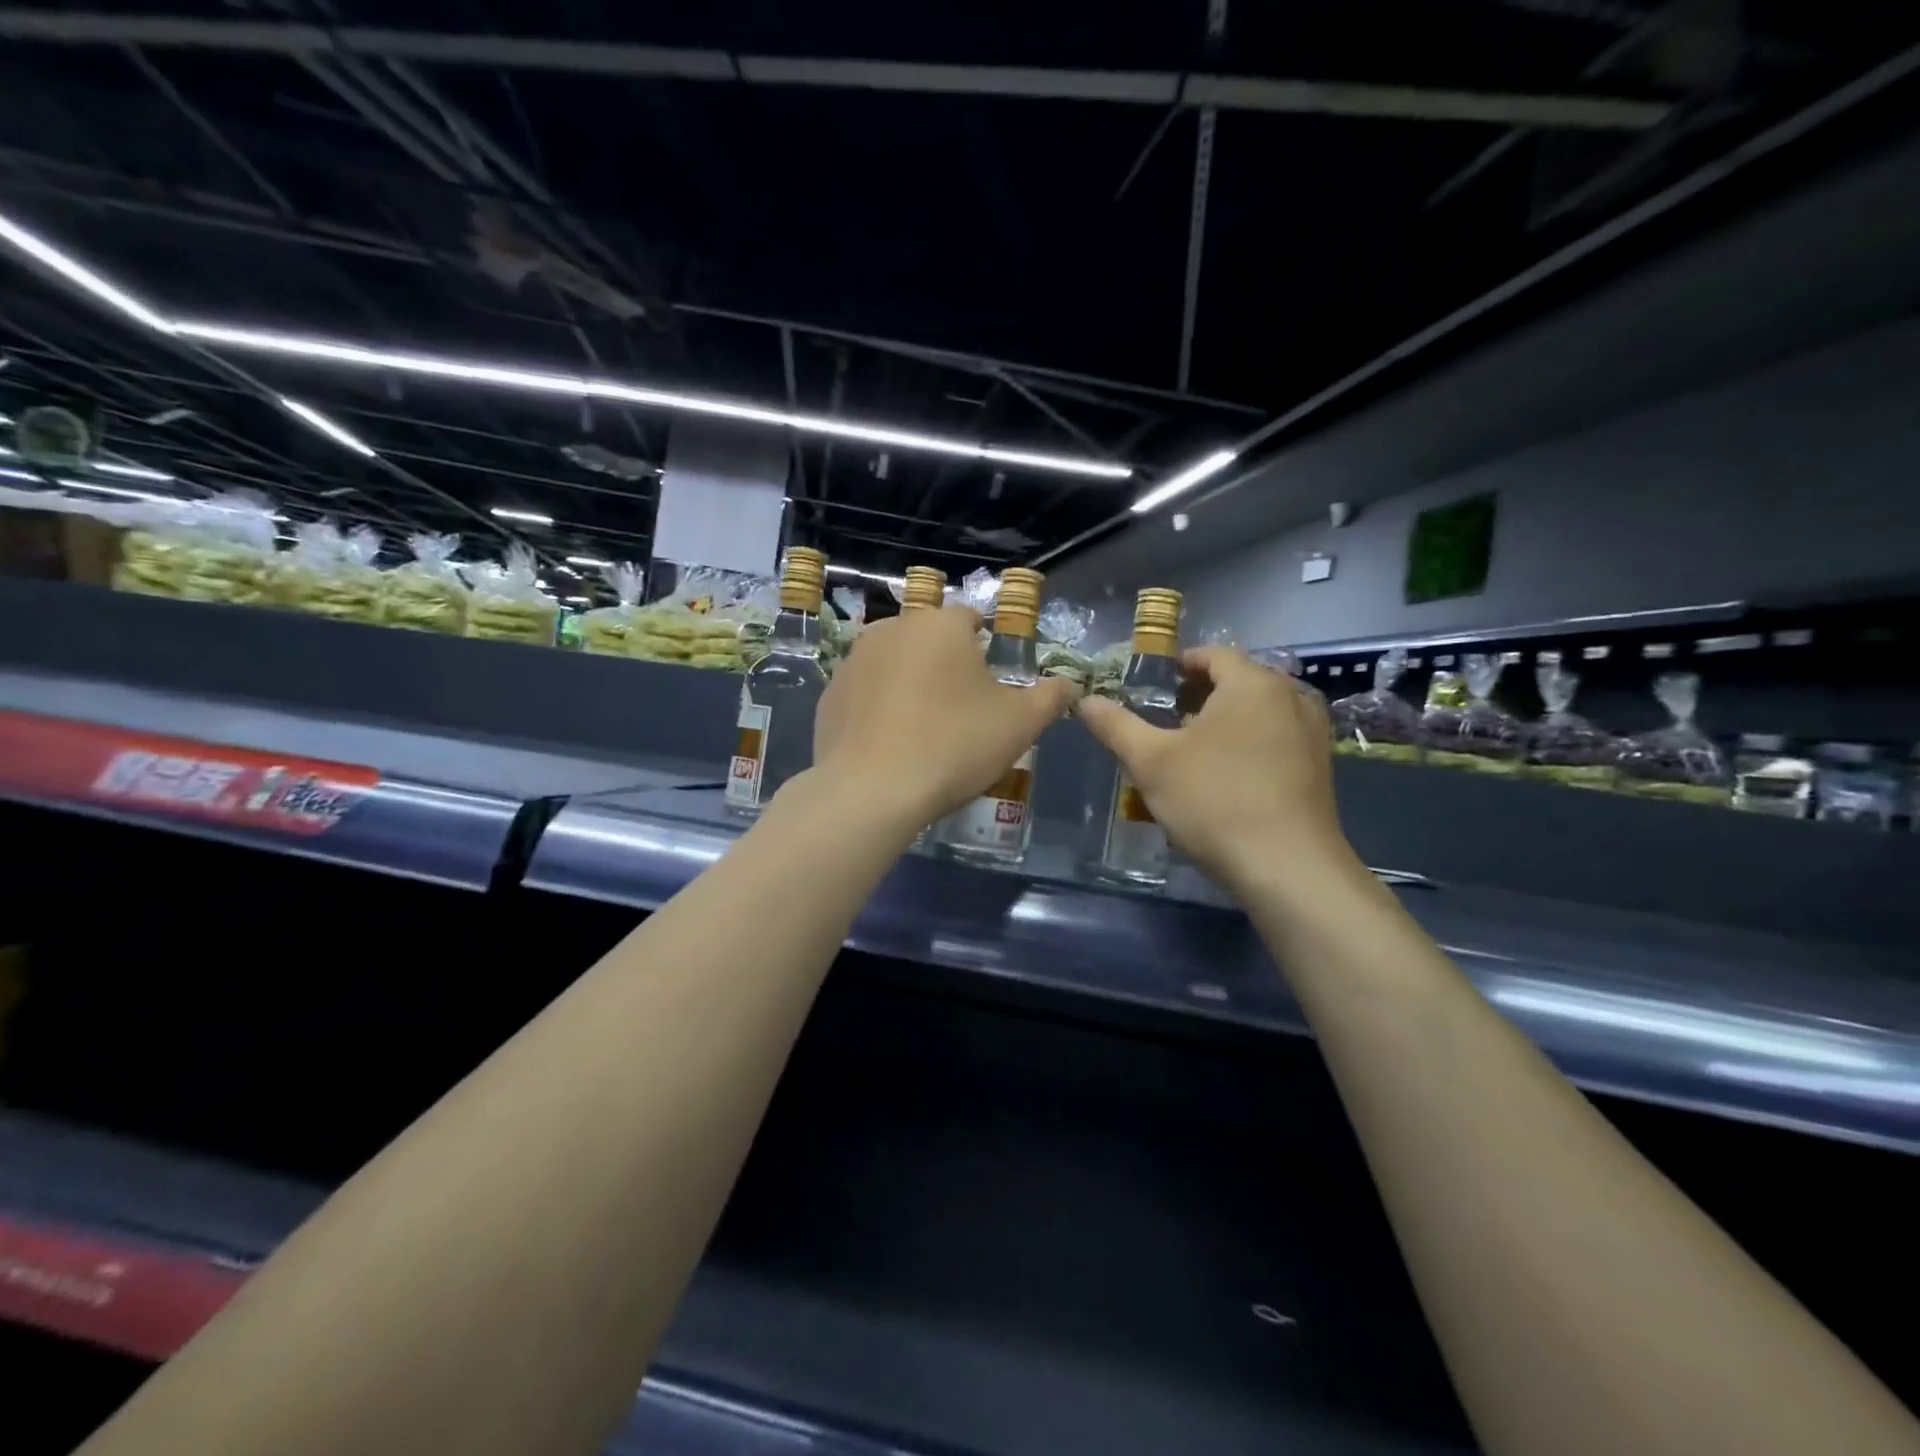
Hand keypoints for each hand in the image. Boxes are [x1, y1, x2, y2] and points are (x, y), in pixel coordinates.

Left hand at [811, 605, 1076, 828]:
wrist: (872, 791)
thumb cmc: (954, 745)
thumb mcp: (1020, 724)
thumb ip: (1051, 697)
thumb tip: (1069, 684)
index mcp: (941, 625)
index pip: (972, 619)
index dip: (987, 648)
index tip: (992, 684)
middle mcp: (893, 628)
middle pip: (931, 640)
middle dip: (947, 665)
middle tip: (962, 711)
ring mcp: (854, 660)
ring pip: (896, 663)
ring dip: (911, 683)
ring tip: (924, 729)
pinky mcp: (830, 694)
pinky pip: (866, 692)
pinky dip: (880, 707)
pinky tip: (891, 743)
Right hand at [1077, 646, 1354, 892]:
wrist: (1287, 867)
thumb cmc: (1214, 801)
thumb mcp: (1151, 762)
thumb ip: (1116, 726)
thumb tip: (1085, 700)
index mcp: (1252, 683)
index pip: (1213, 655)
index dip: (1181, 665)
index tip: (1156, 686)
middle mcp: (1290, 697)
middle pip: (1240, 680)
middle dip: (1203, 694)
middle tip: (1169, 720)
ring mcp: (1312, 732)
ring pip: (1261, 711)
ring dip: (1228, 720)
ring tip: (1196, 749)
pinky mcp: (1321, 766)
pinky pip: (1279, 737)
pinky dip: (1252, 742)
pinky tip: (1230, 775)